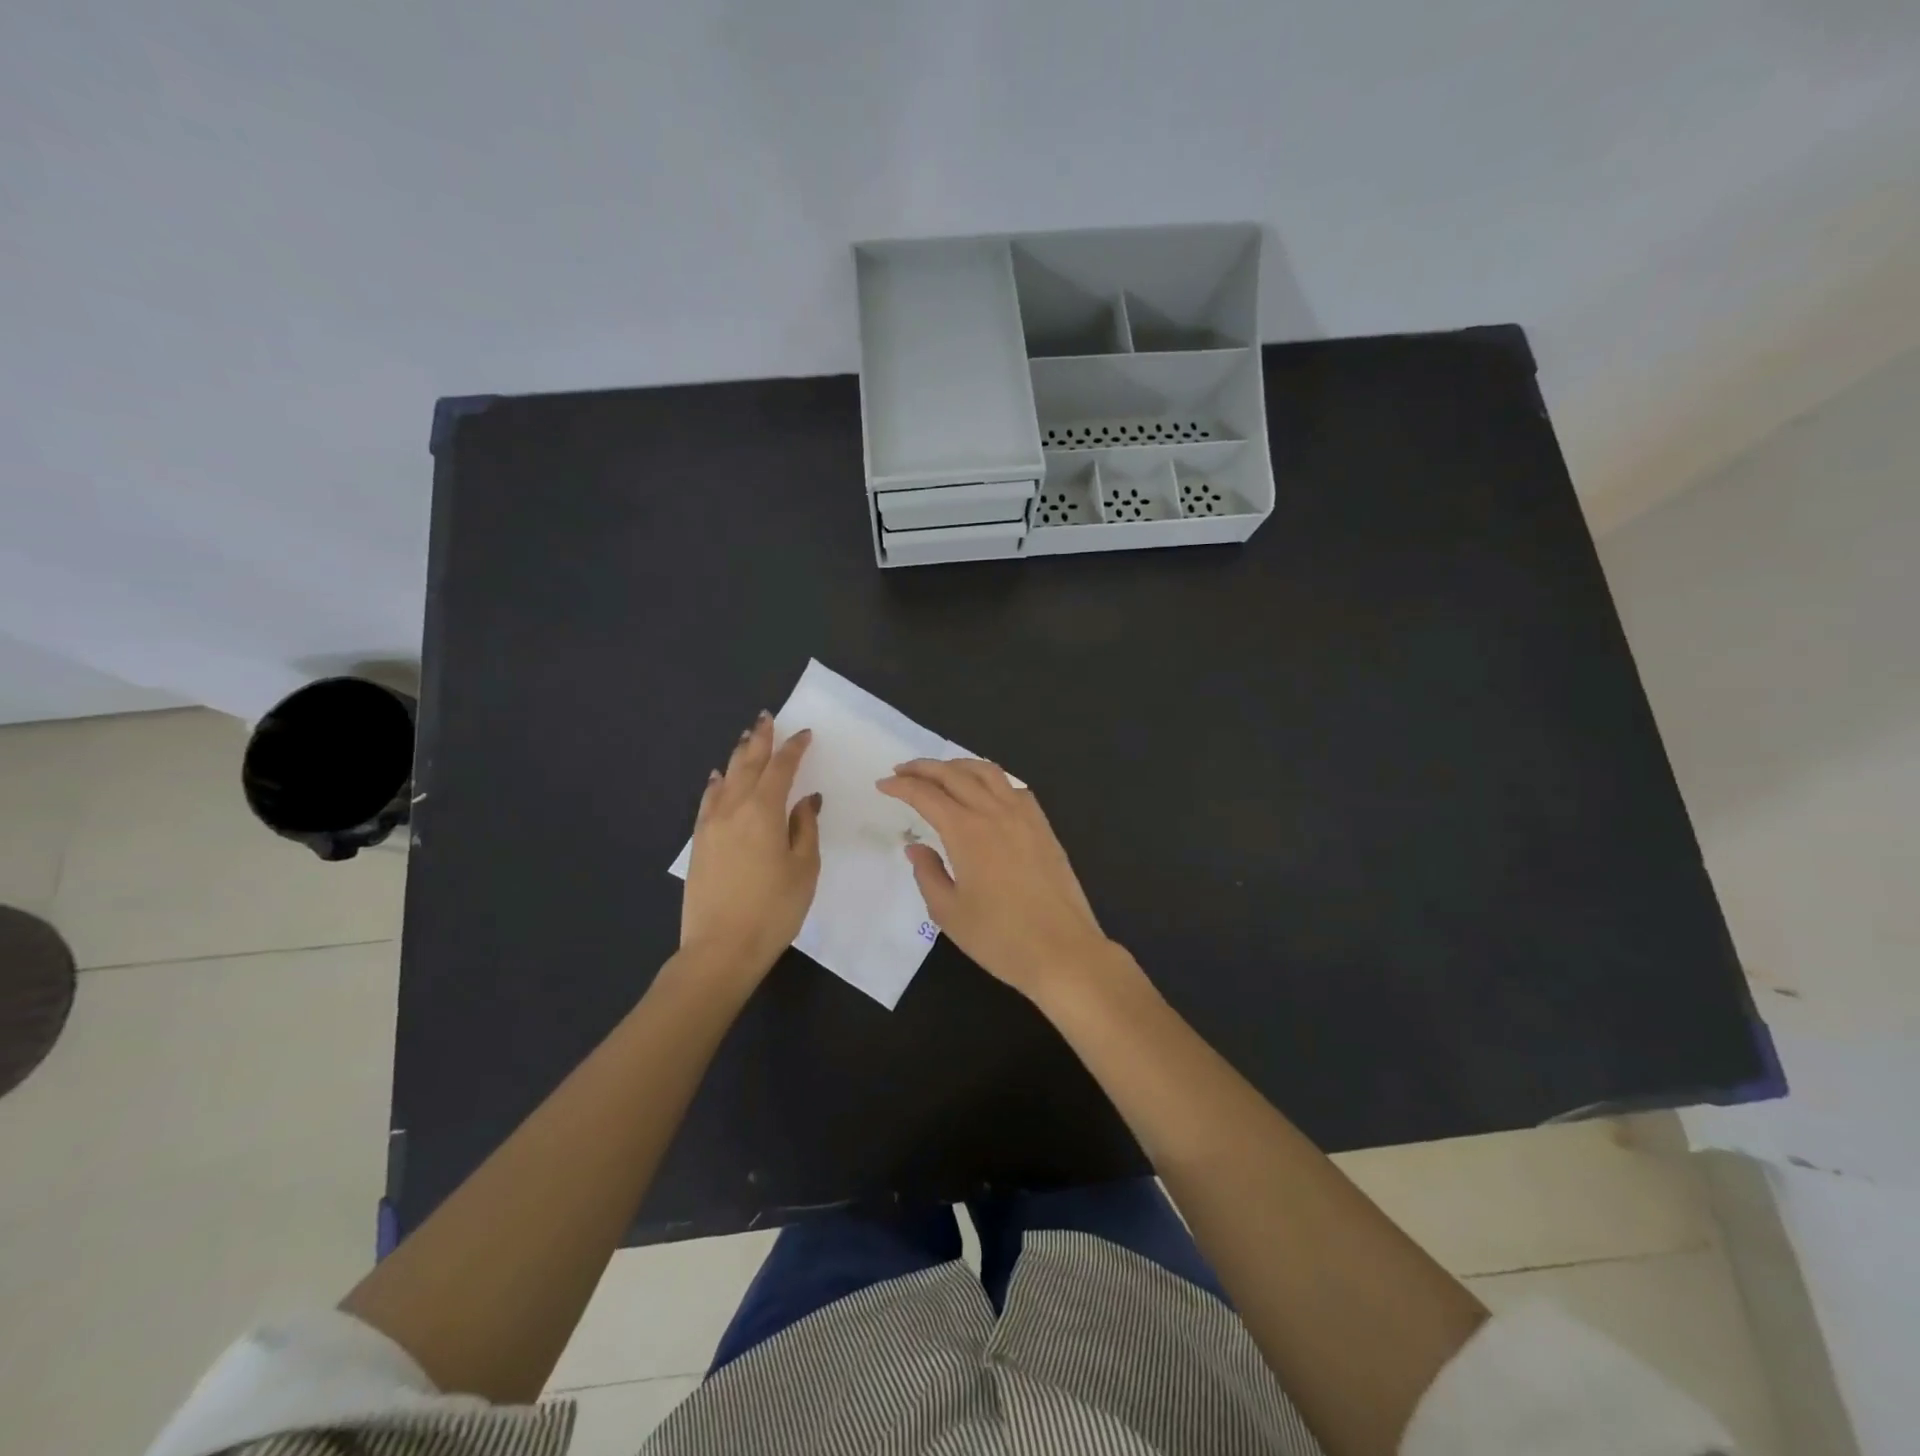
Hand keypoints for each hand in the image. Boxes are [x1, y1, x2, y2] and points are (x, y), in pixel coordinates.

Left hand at [680, 713, 822, 976]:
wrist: (720, 948)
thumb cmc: (774, 909)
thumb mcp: (804, 868)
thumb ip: (805, 828)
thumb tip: (806, 800)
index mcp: (764, 811)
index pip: (781, 768)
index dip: (794, 748)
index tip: (805, 733)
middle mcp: (734, 809)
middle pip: (748, 765)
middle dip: (760, 740)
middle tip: (767, 718)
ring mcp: (711, 825)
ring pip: (725, 779)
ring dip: (738, 756)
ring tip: (746, 738)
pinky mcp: (699, 843)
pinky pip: (708, 801)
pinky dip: (716, 784)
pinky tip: (718, 778)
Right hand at [876, 759, 1117, 1000]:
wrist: (1063, 951)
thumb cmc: (1000, 938)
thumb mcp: (949, 912)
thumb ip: (928, 874)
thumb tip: (916, 847)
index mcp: (966, 831)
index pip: (926, 795)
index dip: (901, 786)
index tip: (883, 784)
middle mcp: (995, 812)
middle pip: (955, 774)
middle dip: (924, 768)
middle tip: (903, 770)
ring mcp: (1024, 816)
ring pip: (988, 772)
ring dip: (959, 765)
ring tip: (942, 772)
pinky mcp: (1044, 827)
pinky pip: (1014, 787)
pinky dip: (991, 779)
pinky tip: (985, 792)